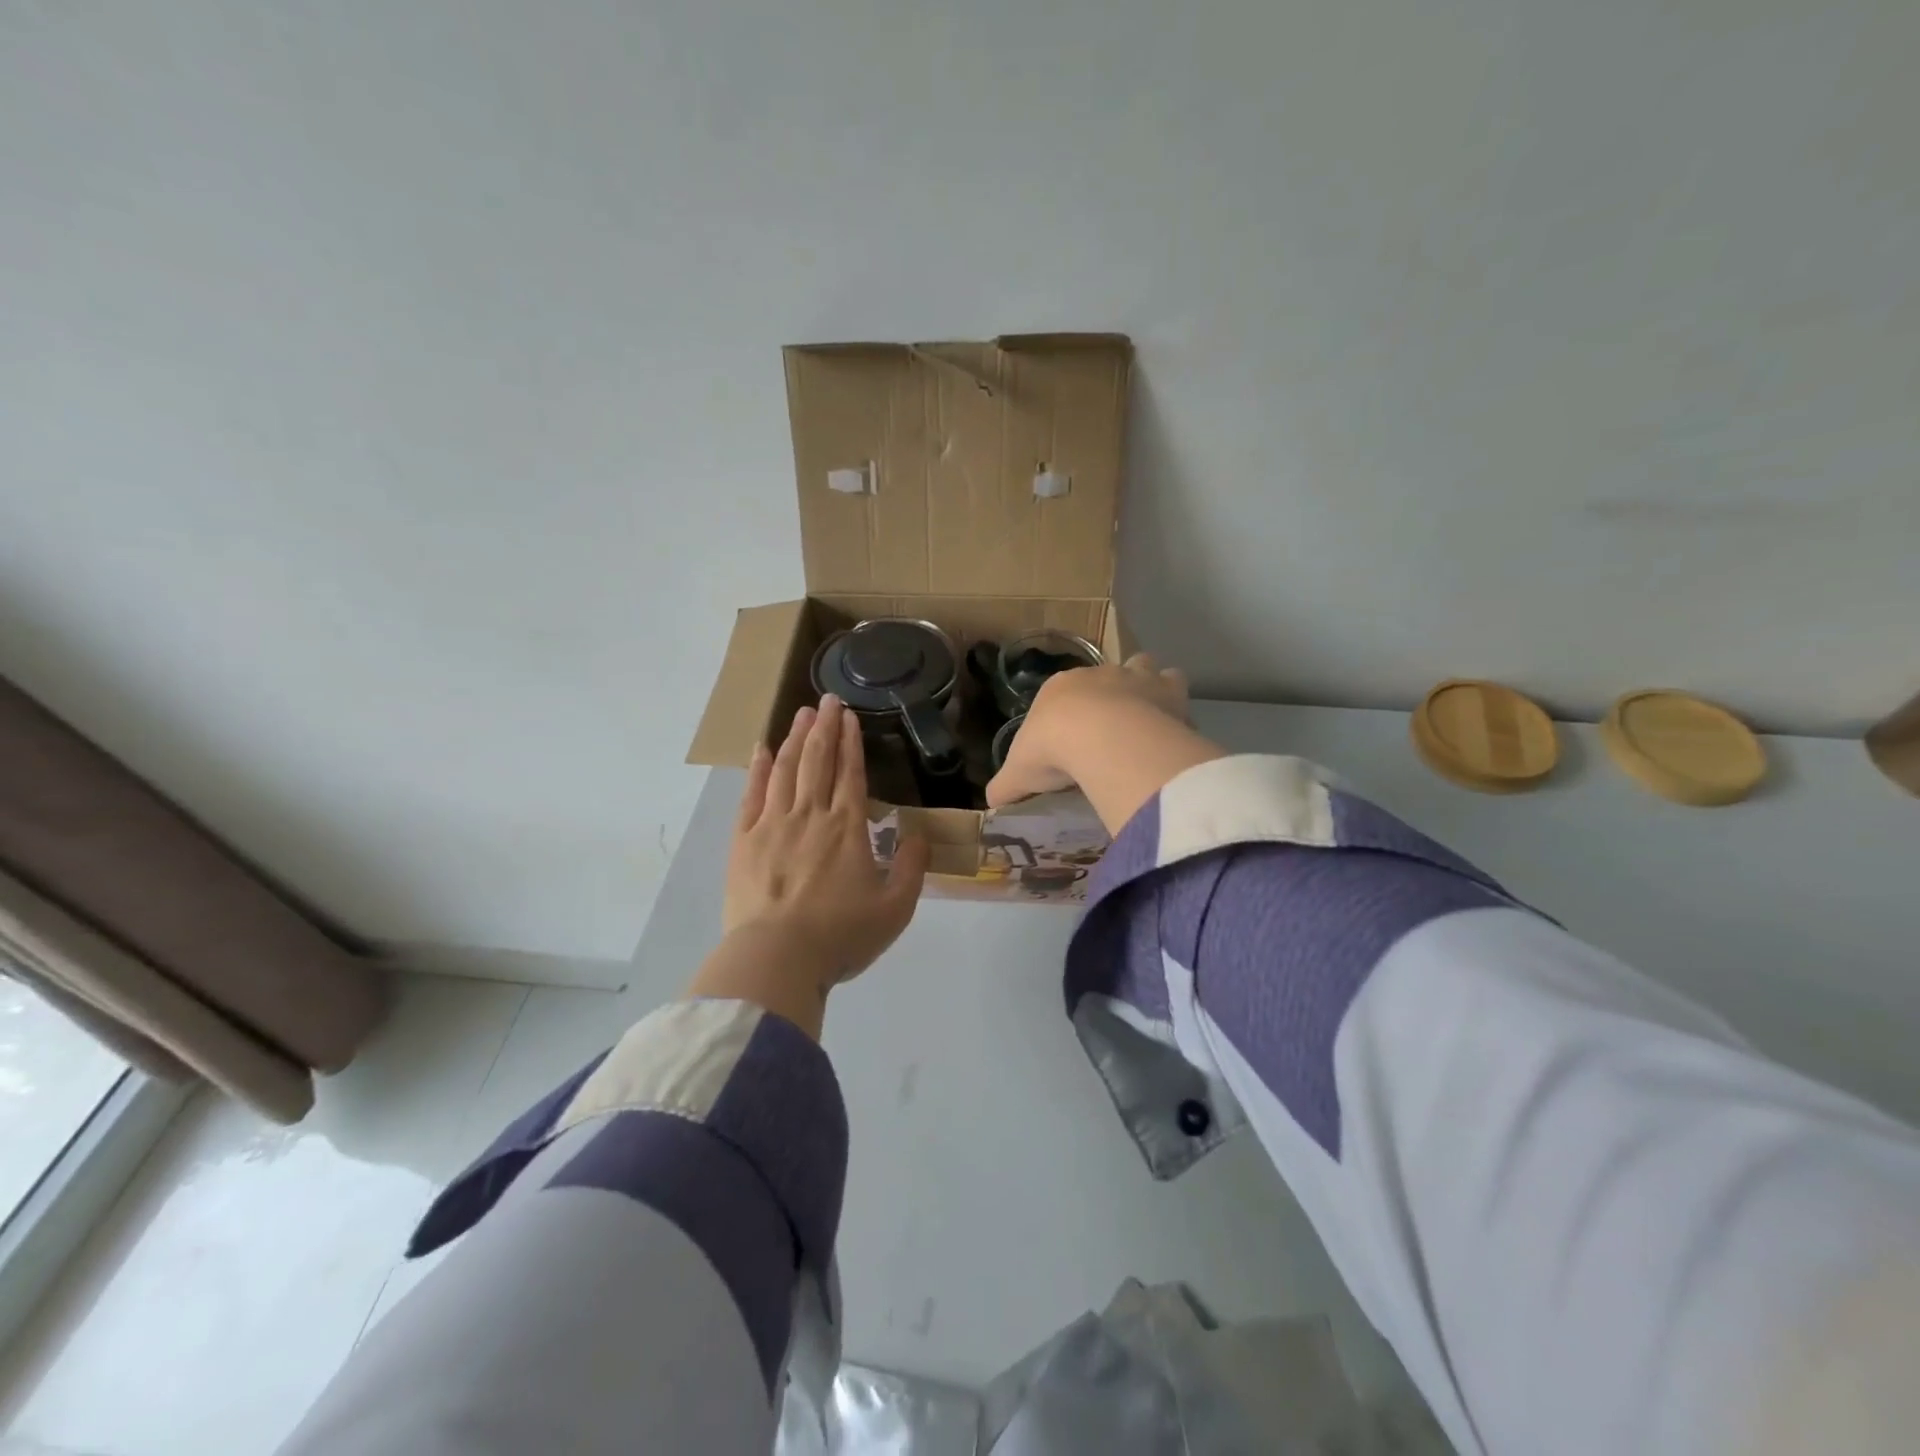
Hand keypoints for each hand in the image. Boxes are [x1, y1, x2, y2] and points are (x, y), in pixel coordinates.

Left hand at [723, 694, 928, 988]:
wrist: (777, 958)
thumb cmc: (840, 935)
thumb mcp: (895, 909)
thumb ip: (912, 868)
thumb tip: (918, 834)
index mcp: (847, 828)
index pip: (850, 773)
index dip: (851, 742)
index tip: (850, 716)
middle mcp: (811, 816)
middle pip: (818, 761)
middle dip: (825, 727)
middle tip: (828, 699)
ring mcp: (773, 825)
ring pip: (786, 770)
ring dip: (796, 739)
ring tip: (802, 713)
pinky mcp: (744, 841)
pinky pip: (751, 795)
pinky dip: (758, 769)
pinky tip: (762, 749)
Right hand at [986, 653, 1192, 807]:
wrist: (1098, 738)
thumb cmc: (1051, 750)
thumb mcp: (1018, 775)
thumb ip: (1006, 786)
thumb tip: (991, 803)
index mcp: (1057, 688)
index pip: (1061, 694)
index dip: (1067, 715)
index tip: (1071, 742)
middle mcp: (1096, 674)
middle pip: (1103, 677)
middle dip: (1108, 697)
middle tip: (1111, 734)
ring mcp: (1133, 676)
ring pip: (1142, 665)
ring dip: (1144, 685)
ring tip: (1145, 719)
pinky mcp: (1166, 689)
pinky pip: (1173, 683)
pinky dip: (1173, 701)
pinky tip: (1171, 726)